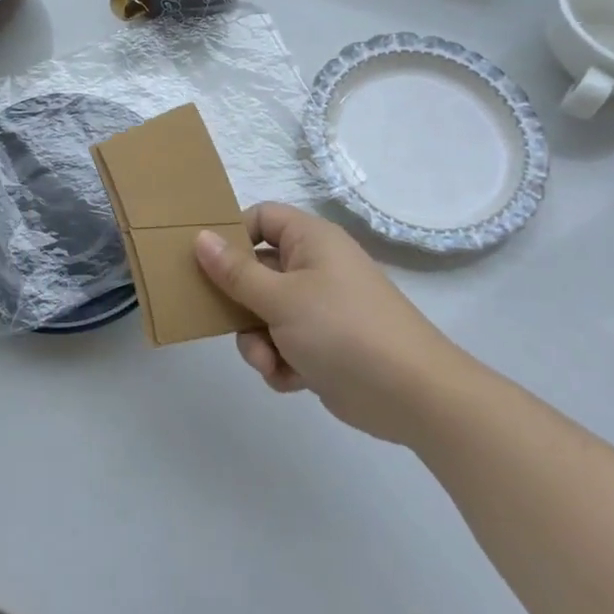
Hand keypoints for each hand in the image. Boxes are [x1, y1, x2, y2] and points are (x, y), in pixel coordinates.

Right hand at [195, 203, 454, 443]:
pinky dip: (281, 362)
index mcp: (310, 240)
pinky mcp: (325, 346)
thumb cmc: (343, 329)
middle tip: (225, 321)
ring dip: (259, 341)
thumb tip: (200, 237)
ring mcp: (321, 308)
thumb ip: (236, 271)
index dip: (234, 236)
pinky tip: (291, 379)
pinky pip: (285, 344)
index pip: (262, 218)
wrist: (413, 396)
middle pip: (257, 271)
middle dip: (241, 304)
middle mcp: (315, 267)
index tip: (208, 263)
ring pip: (265, 314)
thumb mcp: (281, 298)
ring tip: (269, 361)